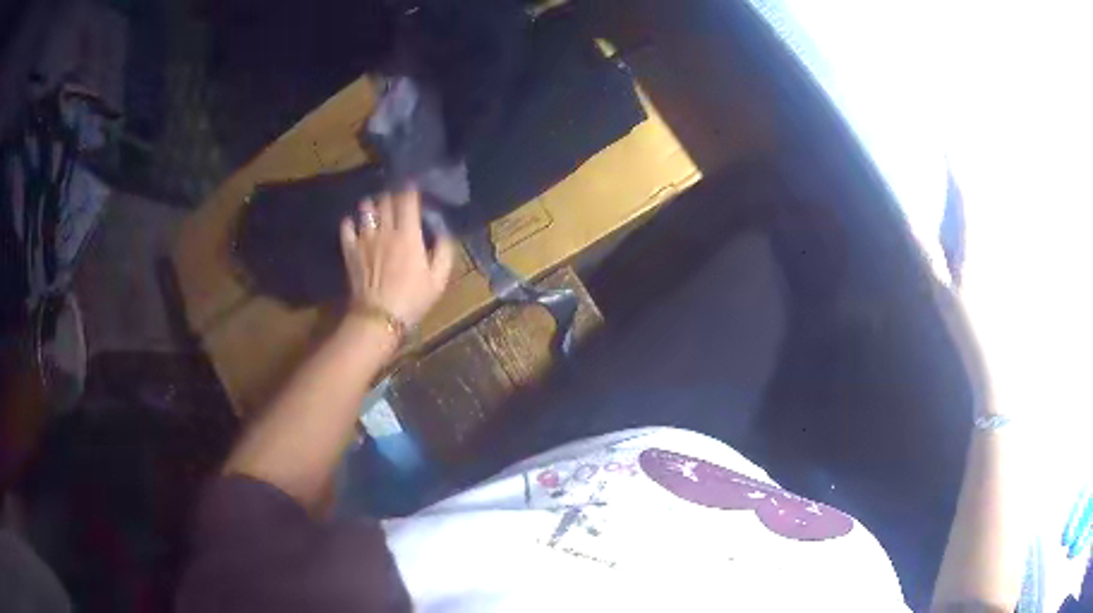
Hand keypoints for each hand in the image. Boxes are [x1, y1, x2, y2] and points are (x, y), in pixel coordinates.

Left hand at [339, 189, 454, 329]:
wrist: (378, 318)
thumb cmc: (412, 299)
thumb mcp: (439, 279)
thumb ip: (443, 251)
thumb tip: (442, 230)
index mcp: (409, 234)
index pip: (408, 200)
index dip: (411, 188)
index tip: (414, 185)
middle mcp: (385, 229)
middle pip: (386, 199)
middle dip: (392, 193)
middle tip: (397, 195)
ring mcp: (364, 238)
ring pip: (366, 208)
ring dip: (372, 204)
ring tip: (377, 207)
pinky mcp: (350, 249)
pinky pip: (346, 226)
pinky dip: (351, 221)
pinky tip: (355, 223)